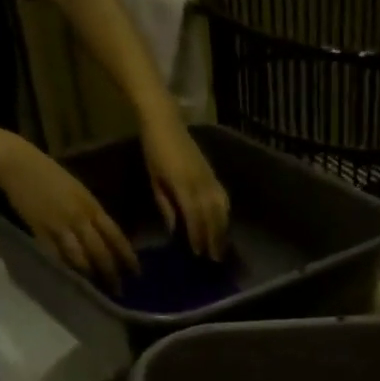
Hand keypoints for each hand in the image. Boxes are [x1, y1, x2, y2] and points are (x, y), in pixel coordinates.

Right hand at [0, 137, 138, 290]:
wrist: (19, 165)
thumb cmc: (53, 177)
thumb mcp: (82, 193)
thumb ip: (95, 216)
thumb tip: (109, 239)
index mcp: (93, 207)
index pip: (116, 237)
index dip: (127, 257)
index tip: (136, 273)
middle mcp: (80, 219)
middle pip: (100, 252)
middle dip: (111, 273)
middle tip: (119, 290)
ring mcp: (59, 226)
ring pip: (80, 257)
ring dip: (90, 275)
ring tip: (98, 289)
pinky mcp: (39, 231)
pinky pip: (56, 255)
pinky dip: (66, 268)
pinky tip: (73, 279)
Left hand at [140, 118, 229, 258]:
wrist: (165, 122)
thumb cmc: (153, 150)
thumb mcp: (155, 180)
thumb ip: (166, 205)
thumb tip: (175, 229)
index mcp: (183, 185)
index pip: (194, 217)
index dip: (198, 236)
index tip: (198, 254)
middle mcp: (201, 184)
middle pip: (212, 217)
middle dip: (214, 239)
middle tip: (215, 259)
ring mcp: (210, 178)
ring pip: (222, 209)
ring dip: (222, 230)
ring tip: (221, 246)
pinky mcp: (214, 175)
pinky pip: (224, 199)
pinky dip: (225, 214)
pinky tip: (224, 224)